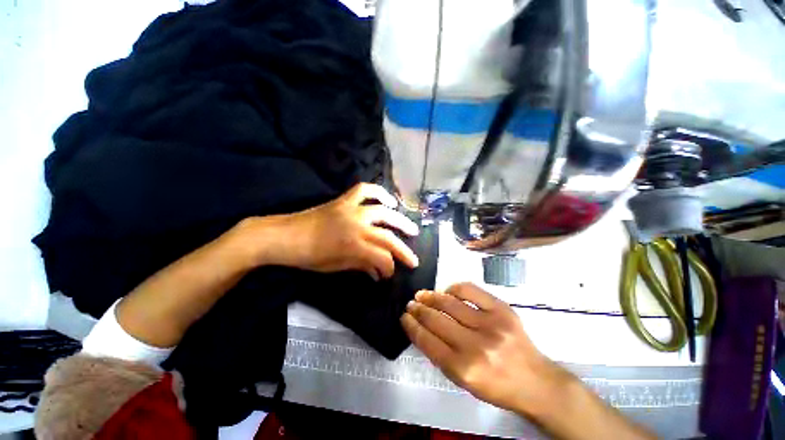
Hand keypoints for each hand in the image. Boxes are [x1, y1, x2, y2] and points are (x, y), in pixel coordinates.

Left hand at [276, 183, 419, 280]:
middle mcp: (357, 225)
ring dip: (400, 220)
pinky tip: (389, 201)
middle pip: (388, 236)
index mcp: (353, 246)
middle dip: (403, 249)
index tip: (390, 274)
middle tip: (414, 258)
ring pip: (383, 211)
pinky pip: (365, 190)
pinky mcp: (344, 200)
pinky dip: (379, 192)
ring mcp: (351, 209)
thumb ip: (361, 265)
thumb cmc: (308, 257)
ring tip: (411, 229)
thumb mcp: (336, 266)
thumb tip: (378, 272)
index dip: (389, 268)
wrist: (283, 236)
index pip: (382, 257)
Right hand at [401, 283, 559, 413]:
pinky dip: (454, 288)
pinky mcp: (502, 309)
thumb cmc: (496, 386)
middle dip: (418, 310)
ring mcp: (491, 323)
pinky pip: (470, 290)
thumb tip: (421, 329)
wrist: (536, 381)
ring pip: (450, 302)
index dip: (412, 326)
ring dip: (431, 297)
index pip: (428, 341)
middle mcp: (476, 345)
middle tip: (410, 304)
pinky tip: (448, 292)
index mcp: (464, 369)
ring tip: (422, 295)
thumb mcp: (463, 382)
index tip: (404, 317)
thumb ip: (440, 355)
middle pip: (436, 319)